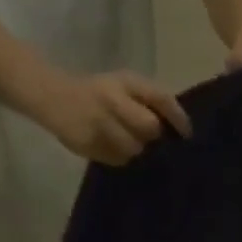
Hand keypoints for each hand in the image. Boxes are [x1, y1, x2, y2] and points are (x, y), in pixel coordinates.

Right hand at [29, 70, 191, 164]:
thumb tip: (180, 131)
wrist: (53, 97)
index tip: (187, 134)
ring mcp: (98, 122)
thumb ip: (150, 103)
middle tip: (149, 138)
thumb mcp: (124, 88)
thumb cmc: (100, 94)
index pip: (160, 98)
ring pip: (134, 148)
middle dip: (153, 135)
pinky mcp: (89, 143)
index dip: (178, 118)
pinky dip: (120, 157)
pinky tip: (112, 148)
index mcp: (125, 81)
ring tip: (126, 142)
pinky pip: (118, 159)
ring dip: (136, 149)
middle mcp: (112, 98)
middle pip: (150, 127)